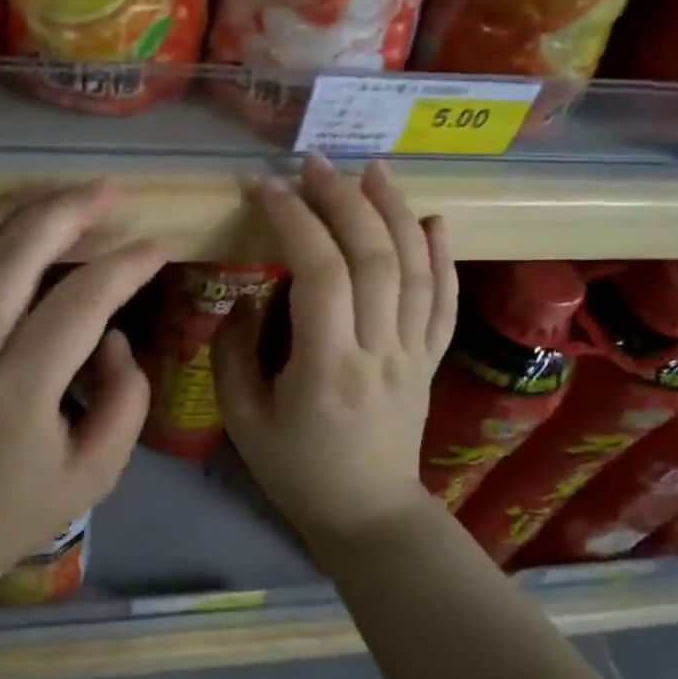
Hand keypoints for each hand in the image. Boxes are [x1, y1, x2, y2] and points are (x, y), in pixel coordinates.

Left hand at [0, 183, 163, 588]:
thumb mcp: (95, 475)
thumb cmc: (14, 511)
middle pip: (16, 254)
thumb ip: (125, 401)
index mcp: (19, 393)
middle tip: (108, 191)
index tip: (156, 247)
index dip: (124, 266)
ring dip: (15, 206)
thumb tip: (114, 335)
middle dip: (68, 210)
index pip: (80, 304)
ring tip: (57, 189)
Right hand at [213, 156, 457, 552]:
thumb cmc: (296, 470)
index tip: (266, 187)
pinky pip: (444, 301)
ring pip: (416, 269)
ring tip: (373, 170)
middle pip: (374, 257)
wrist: (368, 515)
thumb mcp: (242, 419)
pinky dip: (443, 256)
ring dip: (395, 212)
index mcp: (327, 366)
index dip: (293, 220)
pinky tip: (434, 220)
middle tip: (315, 163)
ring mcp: (413, 353)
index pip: (319, 273)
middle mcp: (379, 350)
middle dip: (343, 200)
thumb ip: (233, 352)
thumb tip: (250, 296)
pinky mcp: (430, 360)